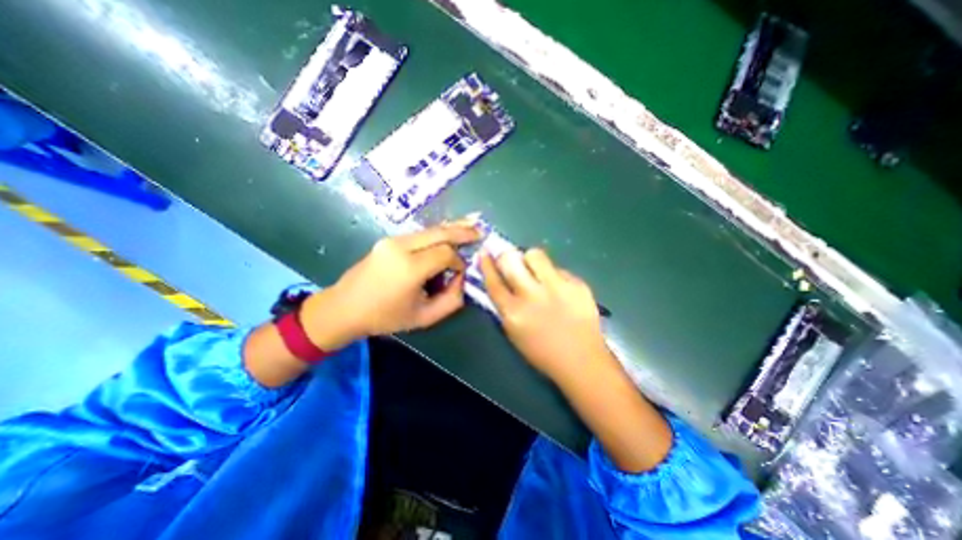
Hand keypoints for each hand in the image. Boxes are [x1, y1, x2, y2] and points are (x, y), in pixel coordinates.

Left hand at [300, 222, 479, 347]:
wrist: (344, 308)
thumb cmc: (385, 317)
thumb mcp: (425, 317)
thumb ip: (452, 300)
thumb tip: (462, 278)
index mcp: (409, 268)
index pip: (446, 254)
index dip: (459, 262)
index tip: (461, 273)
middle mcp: (400, 247)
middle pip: (439, 232)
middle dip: (462, 231)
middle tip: (480, 230)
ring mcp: (392, 240)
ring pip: (430, 230)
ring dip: (450, 229)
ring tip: (469, 226)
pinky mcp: (388, 240)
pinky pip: (420, 234)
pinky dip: (436, 234)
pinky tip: (447, 233)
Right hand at [478, 247, 611, 384]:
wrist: (582, 360)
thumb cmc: (542, 352)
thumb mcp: (514, 332)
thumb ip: (505, 306)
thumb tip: (501, 281)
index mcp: (513, 312)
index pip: (493, 280)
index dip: (486, 264)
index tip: (484, 253)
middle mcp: (532, 295)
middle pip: (510, 260)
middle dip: (506, 256)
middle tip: (510, 260)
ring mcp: (556, 287)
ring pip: (535, 254)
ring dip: (531, 260)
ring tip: (537, 270)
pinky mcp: (576, 284)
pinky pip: (558, 268)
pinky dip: (554, 275)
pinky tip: (560, 289)